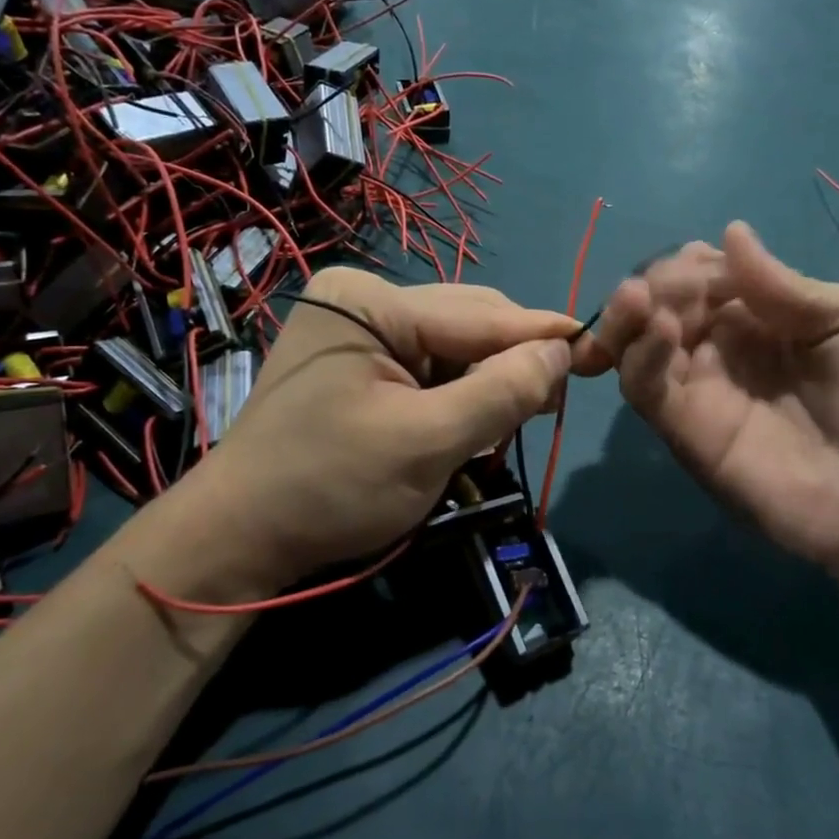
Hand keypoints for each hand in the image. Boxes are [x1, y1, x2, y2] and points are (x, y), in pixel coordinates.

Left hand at [189, 268, 576, 590]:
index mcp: (370, 303)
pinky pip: (426, 365)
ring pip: (451, 346)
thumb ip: (501, 393)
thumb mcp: (427, 443)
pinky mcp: (355, 359)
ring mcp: (355, 329)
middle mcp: (362, 300)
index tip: (599, 349)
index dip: (542, 335)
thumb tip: (562, 350)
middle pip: (466, 323)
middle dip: (511, 361)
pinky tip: (470, 419)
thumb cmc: (329, 488)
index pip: (479, 315)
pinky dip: (456, 393)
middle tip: (552, 400)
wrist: (238, 538)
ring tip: (513, 417)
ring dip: (485, 380)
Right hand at [583, 223, 838, 586]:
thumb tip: (730, 232)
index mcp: (765, 316)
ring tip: (638, 299)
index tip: (699, 260)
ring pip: (638, 343)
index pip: (705, 275)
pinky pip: (645, 388)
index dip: (692, 263)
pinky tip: (659, 331)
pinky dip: (639, 355)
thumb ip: (787, 286)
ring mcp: (701, 390)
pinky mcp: (686, 430)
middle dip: (656, 283)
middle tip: (665, 286)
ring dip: (629, 313)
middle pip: (663, 304)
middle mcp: (724, 348)